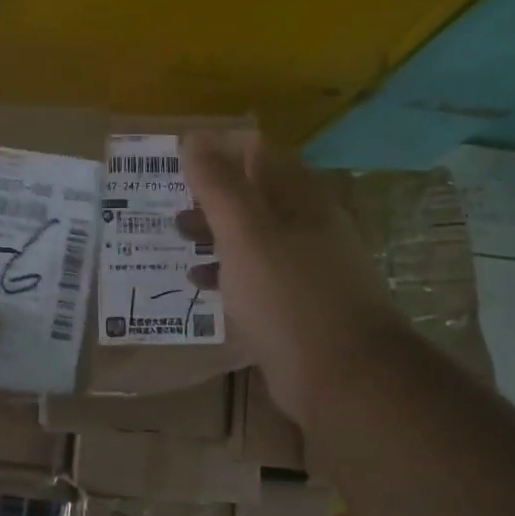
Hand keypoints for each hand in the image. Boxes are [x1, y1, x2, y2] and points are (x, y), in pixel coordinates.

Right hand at [178, 132, 407, 423]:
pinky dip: (226, 270)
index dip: (218, 149)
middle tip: (171, 200)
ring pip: (252, 235)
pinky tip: (199, 281)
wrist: (343, 376)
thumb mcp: (245, 234)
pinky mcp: (296, 304)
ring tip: (176, 235)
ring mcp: (304, 266)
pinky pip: (255, 275)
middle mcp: (306, 225)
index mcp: (300, 198)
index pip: (258, 152)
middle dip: (211, 192)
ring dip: (215, 231)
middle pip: (254, 193)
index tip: (178, 159)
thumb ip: (219, 186)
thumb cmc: (289, 295)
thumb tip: (194, 139)